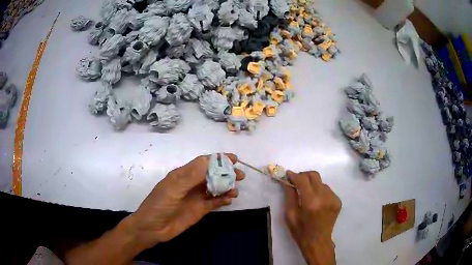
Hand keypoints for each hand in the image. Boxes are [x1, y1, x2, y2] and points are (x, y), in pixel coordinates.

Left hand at [125, 154, 244, 248]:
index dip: (219, 160)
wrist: (153, 228)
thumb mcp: (173, 188)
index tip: (234, 159)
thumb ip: (191, 175)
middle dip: (227, 174)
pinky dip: (223, 200)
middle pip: (213, 175)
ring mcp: (196, 197)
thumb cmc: (159, 204)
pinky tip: (229, 200)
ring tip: (235, 190)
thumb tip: (210, 160)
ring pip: (216, 188)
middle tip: (240, 176)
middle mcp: (192, 184)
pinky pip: (214, 202)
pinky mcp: (200, 210)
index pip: (204, 163)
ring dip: (227, 187)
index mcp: (184, 174)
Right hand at [283, 171, 341, 264]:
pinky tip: (316, 201)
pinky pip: (327, 190)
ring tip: (307, 195)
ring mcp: (333, 199)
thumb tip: (287, 181)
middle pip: (314, 176)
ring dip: (312, 184)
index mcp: (311, 203)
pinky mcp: (338, 201)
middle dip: (304, 175)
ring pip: (321, 183)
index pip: (303, 180)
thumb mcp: (290, 215)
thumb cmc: (301, 231)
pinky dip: (320, 191)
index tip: (288, 174)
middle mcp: (324, 197)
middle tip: (296, 181)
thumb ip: (289, 196)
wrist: (318, 242)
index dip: (294, 175)